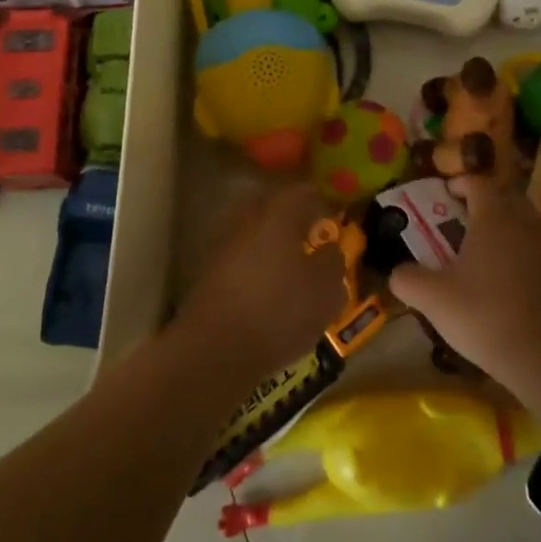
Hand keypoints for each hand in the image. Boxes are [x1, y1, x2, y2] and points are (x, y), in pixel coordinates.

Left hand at [176, 185, 342, 376]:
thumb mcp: (325, 291)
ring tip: (287, 261)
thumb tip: (330, 249)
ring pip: (249, 232)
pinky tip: (265, 285)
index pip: (299, 192)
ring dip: (267, 240)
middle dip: (286, 214)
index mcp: (277, 216)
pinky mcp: (208, 276)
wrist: (216, 349)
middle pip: (267, 206)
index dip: (316, 197)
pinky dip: (252, 264)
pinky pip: (237, 258)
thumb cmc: (280, 311)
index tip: (330, 206)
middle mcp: (246, 222)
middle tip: (306, 229)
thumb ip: (332, 263)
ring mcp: (222, 248)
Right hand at [388, 175, 540, 385]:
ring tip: (490, 251)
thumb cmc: (485, 315)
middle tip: (467, 219)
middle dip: (488, 201)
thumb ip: (408, 279)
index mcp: (494, 217)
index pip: (478, 183)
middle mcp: (526, 222)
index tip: (447, 192)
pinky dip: (527, 254)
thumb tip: (397, 272)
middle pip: (507, 196)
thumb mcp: (433, 299)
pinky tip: (514, 281)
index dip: (461, 183)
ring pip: (528, 223)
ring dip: (509, 228)